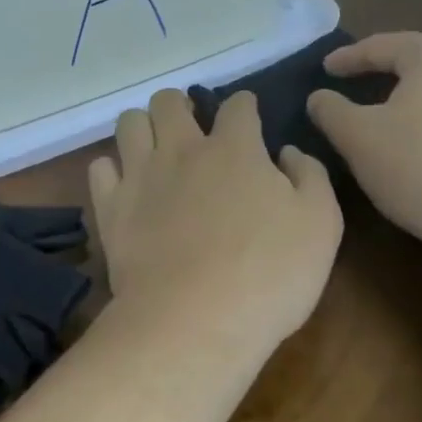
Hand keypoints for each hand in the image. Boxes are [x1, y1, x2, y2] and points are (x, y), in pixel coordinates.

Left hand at [88, 89, 342, 354]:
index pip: (237, 106)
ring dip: (143, 127)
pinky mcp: (110, 207)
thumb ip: (309, 177)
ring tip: (154, 149)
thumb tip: (288, 152)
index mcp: (235, 149)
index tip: (247, 115)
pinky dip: (112, 169)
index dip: (244, 105)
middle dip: (181, 105)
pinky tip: (125, 185)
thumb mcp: (321, 225)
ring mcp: (140, 176)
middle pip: (169, 101)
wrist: (194, 320)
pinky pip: (100, 168)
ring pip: (129, 123)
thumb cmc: (268, 275)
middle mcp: (181, 150)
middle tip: (192, 129)